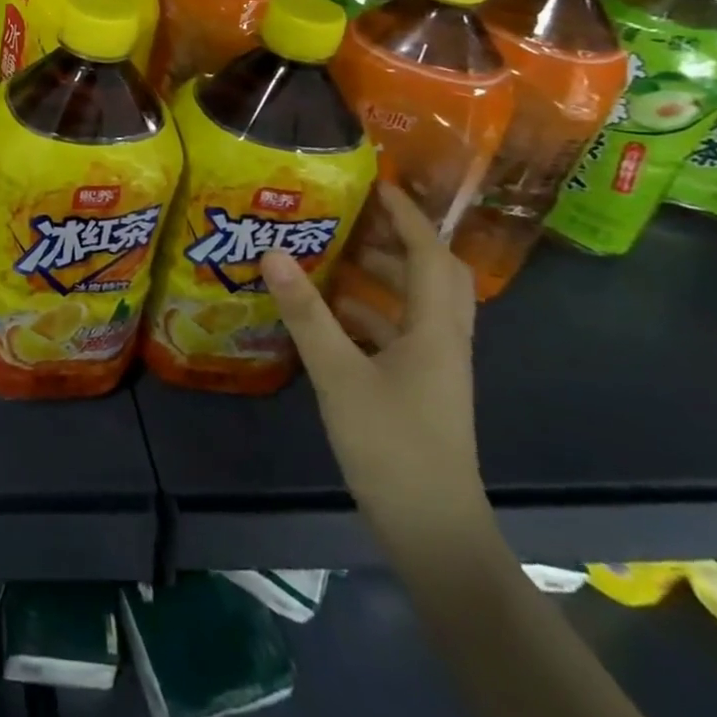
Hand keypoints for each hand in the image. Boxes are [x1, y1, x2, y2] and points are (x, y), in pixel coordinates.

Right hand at [259, 181, 485, 543]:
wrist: (433, 532)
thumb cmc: (392, 446)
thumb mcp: (339, 375)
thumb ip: (306, 313)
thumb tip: (273, 252)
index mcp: (437, 330)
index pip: (430, 254)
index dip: (408, 216)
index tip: (375, 183)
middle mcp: (443, 340)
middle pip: (433, 274)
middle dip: (397, 239)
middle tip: (351, 215)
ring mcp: (433, 367)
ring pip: (413, 303)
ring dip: (379, 274)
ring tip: (329, 253)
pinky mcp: (417, 388)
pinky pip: (395, 331)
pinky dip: (366, 312)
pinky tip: (325, 312)